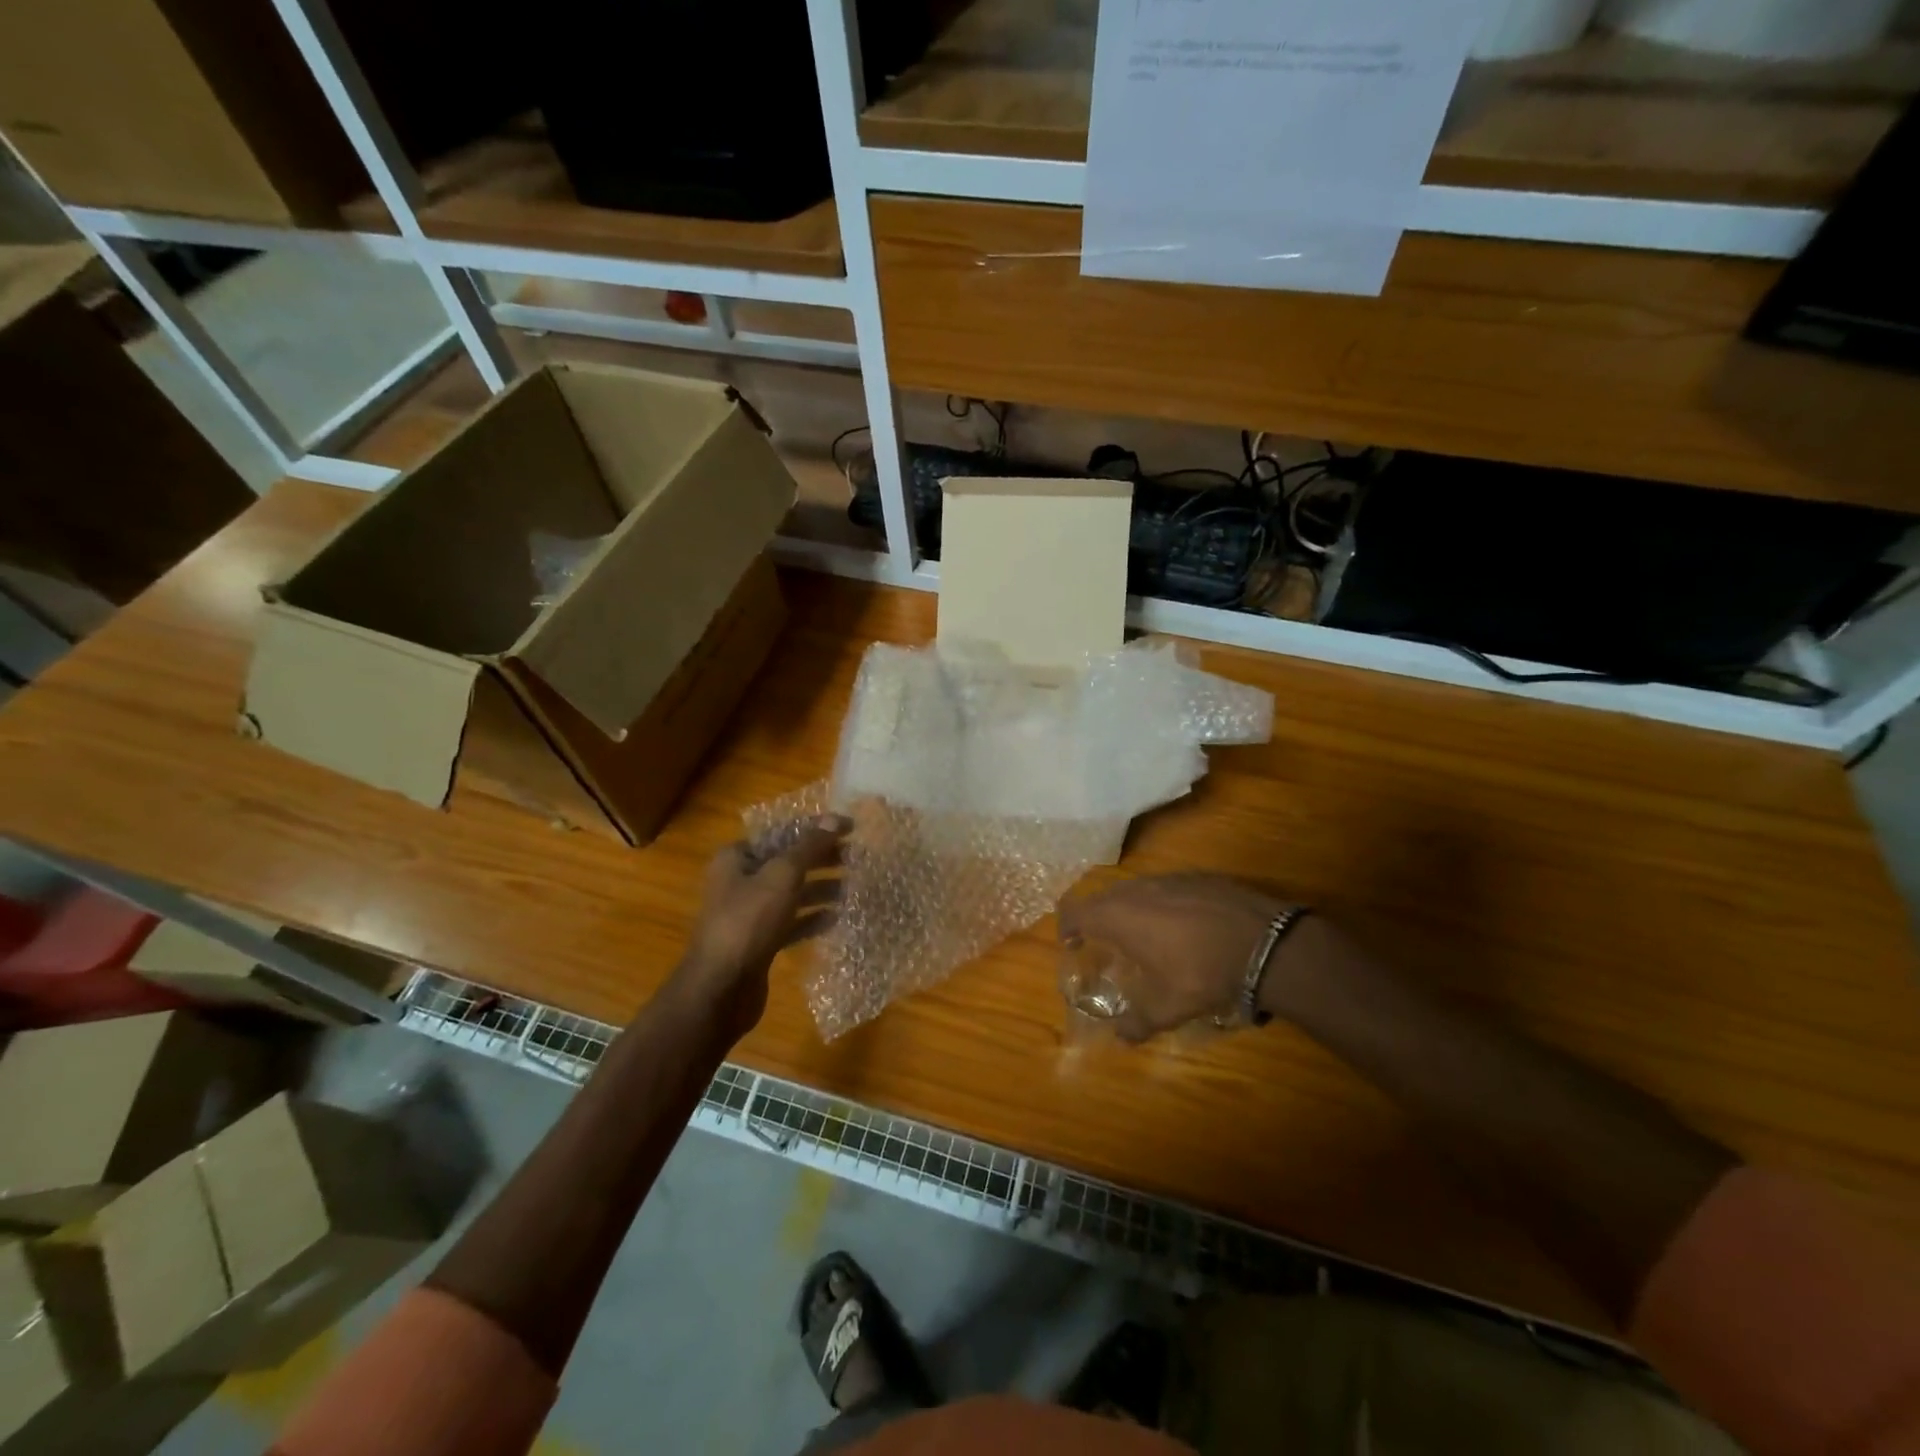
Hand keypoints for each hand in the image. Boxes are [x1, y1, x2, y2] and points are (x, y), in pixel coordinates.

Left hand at [673, 815, 850, 1040]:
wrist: (721, 988)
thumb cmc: (748, 921)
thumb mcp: (782, 876)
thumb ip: (810, 847)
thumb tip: (836, 819)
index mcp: (736, 858)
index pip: (782, 833)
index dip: (816, 829)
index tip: (850, 829)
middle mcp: (739, 882)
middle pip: (788, 862)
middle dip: (822, 859)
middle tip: (857, 857)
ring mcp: (748, 915)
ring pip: (791, 894)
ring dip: (821, 889)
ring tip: (853, 888)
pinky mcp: (759, 943)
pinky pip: (791, 923)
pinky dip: (812, 918)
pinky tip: (837, 918)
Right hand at [1058, 874, 1292, 1043]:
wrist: (1264, 943)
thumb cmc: (1202, 972)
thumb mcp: (1168, 1008)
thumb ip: (1138, 1022)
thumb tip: (1121, 1037)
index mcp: (1119, 916)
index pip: (1075, 910)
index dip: (1067, 925)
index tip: (1072, 942)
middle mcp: (1137, 890)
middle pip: (1103, 897)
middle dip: (1098, 918)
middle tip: (1104, 942)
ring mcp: (1169, 879)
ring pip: (1135, 889)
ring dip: (1130, 909)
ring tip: (1143, 935)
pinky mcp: (1197, 877)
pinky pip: (1165, 887)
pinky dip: (1161, 904)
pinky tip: (1181, 926)